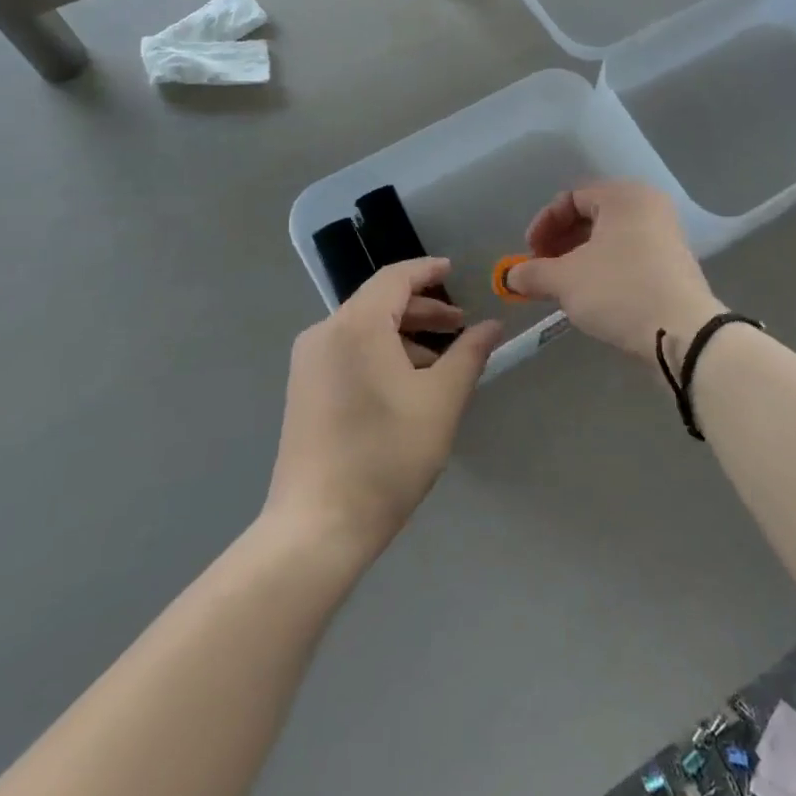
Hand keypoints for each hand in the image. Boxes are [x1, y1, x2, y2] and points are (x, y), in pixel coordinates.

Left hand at [268, 259, 502, 561]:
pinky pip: (347, 351)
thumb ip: (469, 354)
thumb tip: (491, 326)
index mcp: (356, 325)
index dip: (427, 271)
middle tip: (460, 325)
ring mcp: (308, 362)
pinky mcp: (303, 389)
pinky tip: (405, 384)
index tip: (455, 272)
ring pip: (363, 329)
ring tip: (439, 362)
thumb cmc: (387, 455)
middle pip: (378, 302)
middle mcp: (325, 332)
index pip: (395, 278)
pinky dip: (379, 353)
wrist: (318, 524)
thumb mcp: (441, 401)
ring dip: (402, 335)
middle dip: (422, 310)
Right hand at [504, 181, 721, 357]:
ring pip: (610, 239)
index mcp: (625, 196)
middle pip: (592, 216)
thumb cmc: (619, 291)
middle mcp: (649, 207)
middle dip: (560, 243)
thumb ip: (532, 273)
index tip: (529, 254)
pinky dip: (604, 270)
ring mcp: (666, 236)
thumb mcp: (565, 280)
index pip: (572, 198)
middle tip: (542, 270)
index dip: (544, 224)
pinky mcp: (673, 266)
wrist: (683, 334)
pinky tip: (591, 297)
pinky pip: (629, 257)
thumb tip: (510, 277)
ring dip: (580, 259)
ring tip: (562, 287)